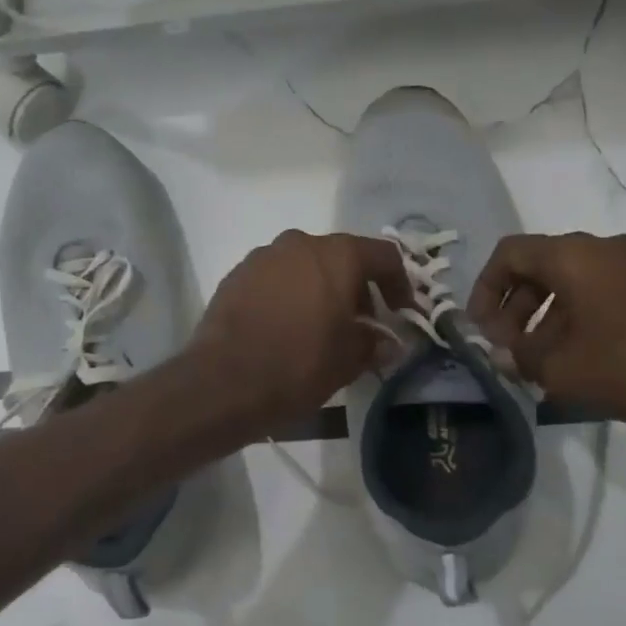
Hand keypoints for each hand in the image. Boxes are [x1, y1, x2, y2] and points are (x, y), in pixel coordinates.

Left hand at [189, 231, 410, 433]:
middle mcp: (300, 243)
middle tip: (362, 324)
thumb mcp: (349, 360)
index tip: (402, 312)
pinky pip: (275, 278)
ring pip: (305, 265)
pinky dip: (289, 294)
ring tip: (322, 327)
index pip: (383, 256)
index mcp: (336, 255)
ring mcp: (263, 257)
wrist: (223, 381)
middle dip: (357, 288)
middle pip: (342, 257)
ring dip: (321, 289)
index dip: (400, 283)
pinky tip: (287, 327)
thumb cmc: (298, 365)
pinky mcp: (236, 275)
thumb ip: (374, 343)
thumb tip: (387, 343)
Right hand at [469, 233, 625, 430]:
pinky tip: (578, 356)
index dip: (485, 288)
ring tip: (539, 360)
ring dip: (545, 315)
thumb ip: (520, 357)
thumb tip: (504, 355)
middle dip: (515, 306)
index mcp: (573, 256)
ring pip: (570, 280)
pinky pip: (600, 289)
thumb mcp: (562, 369)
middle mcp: (603, 247)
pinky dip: (577, 314)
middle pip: (539, 266)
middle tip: (508, 347)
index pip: (510, 253)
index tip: (481, 327)